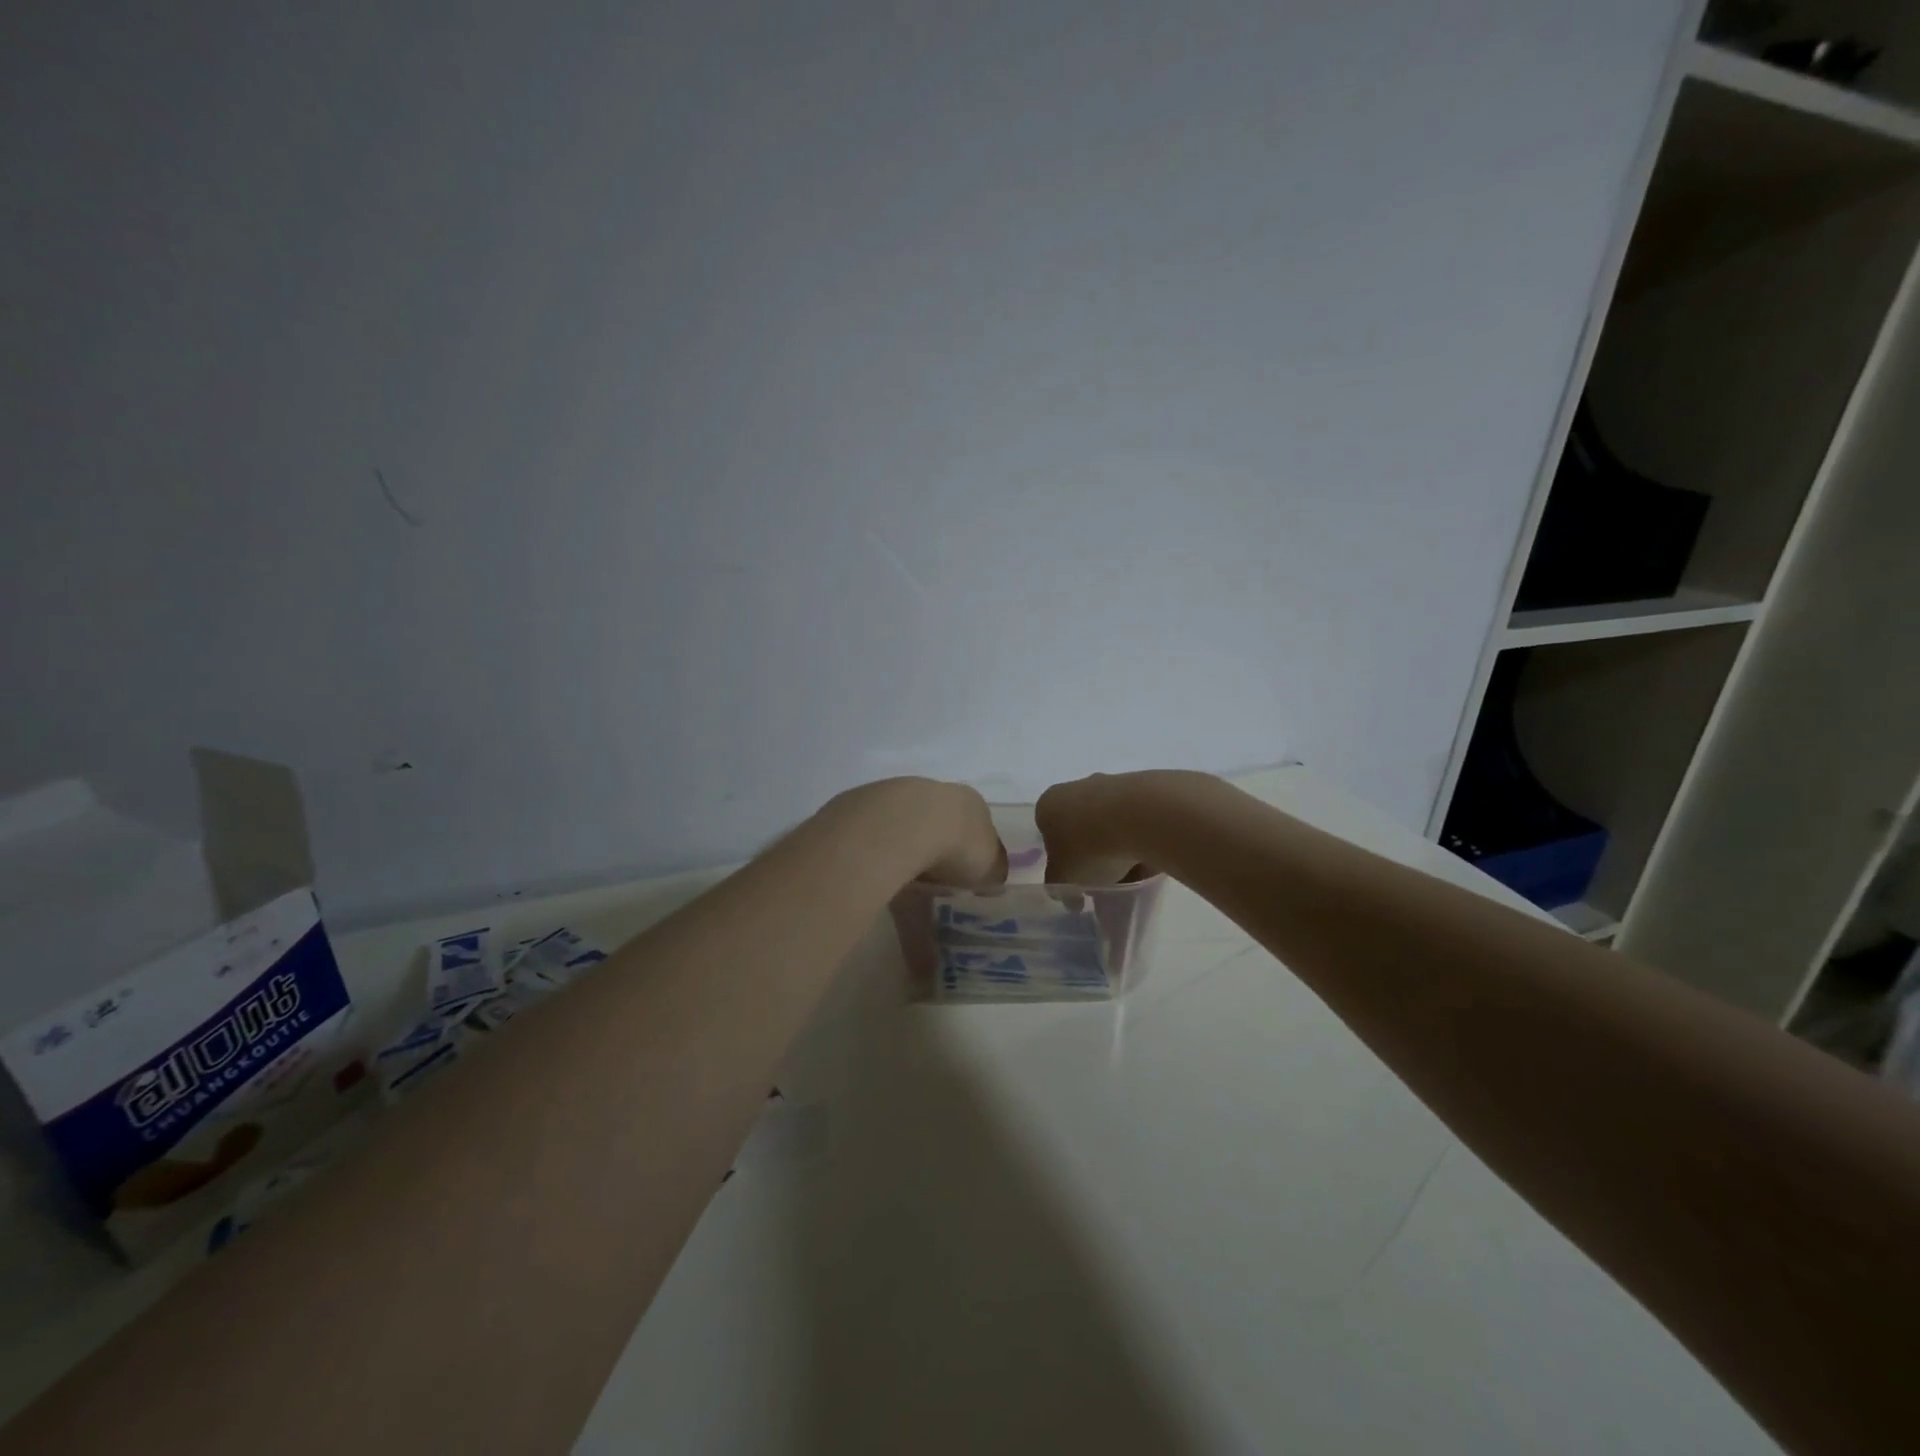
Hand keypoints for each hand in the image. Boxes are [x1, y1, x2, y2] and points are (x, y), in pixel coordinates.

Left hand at [824, 778, 1006, 887]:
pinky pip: (877, 837)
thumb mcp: (990, 867)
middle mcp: (935, 791)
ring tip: (902, 887)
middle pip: (939, 823)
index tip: (966, 877)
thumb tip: (992, 878)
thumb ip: (993, 871)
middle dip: (936, 850)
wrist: (900, 826)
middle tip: (934, 882)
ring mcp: (896, 794)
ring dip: (906, 852)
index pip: (977, 825)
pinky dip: (880, 856)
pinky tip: (878, 878)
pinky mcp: (863, 806)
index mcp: (971, 802)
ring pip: (905, 828)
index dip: (972, 852)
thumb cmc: (957, 845)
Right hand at [1035, 772, 1157, 884]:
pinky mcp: (1142, 788)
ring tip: (1132, 878)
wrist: (1138, 817)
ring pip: (1110, 825)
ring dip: (1118, 849)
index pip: (1049, 834)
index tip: (1077, 880)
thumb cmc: (1087, 847)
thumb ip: (1059, 886)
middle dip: (1092, 855)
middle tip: (1104, 881)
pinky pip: (1137, 823)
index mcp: (1048, 806)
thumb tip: (1070, 895)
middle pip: (1081, 828)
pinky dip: (1141, 841)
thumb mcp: (1063, 879)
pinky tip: (1150, 862)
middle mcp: (1076, 788)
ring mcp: (1110, 785)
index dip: (1062, 861)